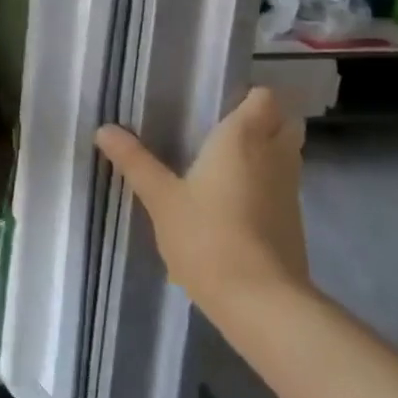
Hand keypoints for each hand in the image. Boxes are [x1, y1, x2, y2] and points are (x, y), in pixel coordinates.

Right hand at [95, 87, 310, 315]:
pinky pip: (283, 184)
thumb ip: (135, 161)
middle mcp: (274, 155)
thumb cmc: (208, 237)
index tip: (216, 103)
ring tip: (223, 162)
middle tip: (221, 130)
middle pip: (284, 120)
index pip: (264, 96)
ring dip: (265, 151)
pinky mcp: (293, 220)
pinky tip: (233, 200)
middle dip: (262, 119)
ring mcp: (290, 189)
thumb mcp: (161, 198)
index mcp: (243, 138)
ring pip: (287, 153)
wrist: (261, 302)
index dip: (246, 95)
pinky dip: (266, 182)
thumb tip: (104, 129)